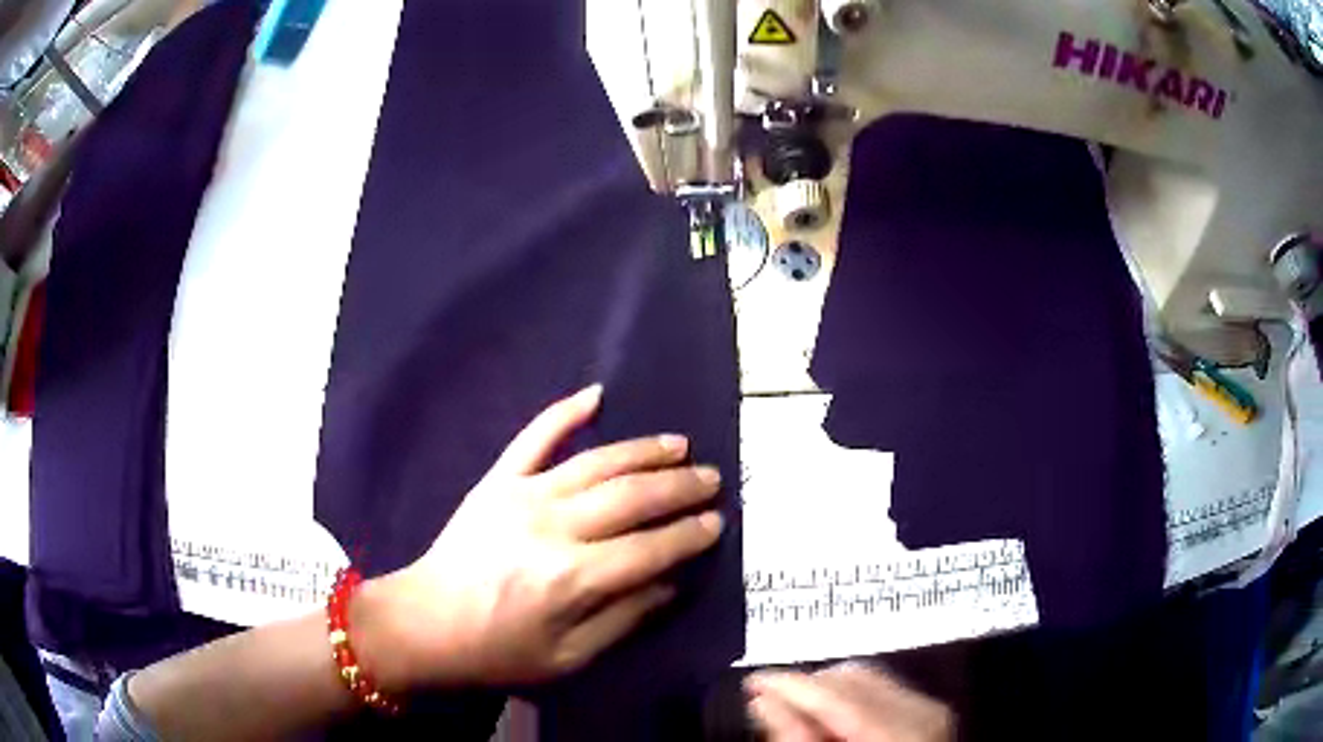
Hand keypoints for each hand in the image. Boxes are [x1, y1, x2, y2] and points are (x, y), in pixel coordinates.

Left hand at [353, 385, 725, 688]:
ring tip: (679, 444)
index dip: (689, 535)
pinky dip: (565, 413)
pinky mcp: (497, 482)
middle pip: (631, 498)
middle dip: (679, 487)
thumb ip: (624, 619)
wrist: (425, 623)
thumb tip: (671, 583)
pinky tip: (595, 394)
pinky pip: (534, 438)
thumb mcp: (569, 658)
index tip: (717, 522)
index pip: (650, 549)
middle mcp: (554, 528)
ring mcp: (522, 496)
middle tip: (712, 477)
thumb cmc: (498, 651)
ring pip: (597, 463)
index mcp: (573, 579)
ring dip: (643, 450)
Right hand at [745, 662, 954, 741]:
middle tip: (769, 706)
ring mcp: (929, 708)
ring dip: (825, 692)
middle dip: (806, 689)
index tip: (755, 682)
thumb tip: (765, 702)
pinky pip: (879, 688)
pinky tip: (832, 717)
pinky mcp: (926, 711)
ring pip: (864, 677)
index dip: (790, 684)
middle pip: (851, 678)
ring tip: (799, 714)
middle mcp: (923, 710)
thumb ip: (800, 738)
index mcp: (903, 730)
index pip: (838, 693)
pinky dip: (848, 698)